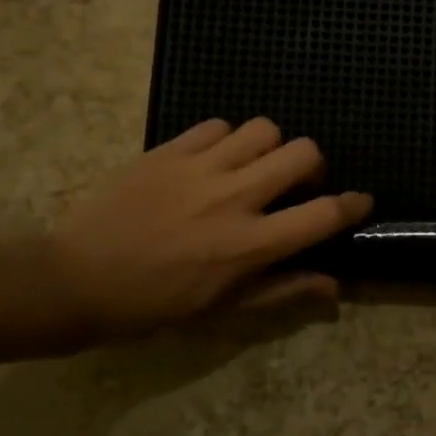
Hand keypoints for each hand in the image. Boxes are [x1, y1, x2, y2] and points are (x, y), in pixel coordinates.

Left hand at [49, 118, 371, 338]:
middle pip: (303, 153)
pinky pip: (217, 125)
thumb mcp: (222, 310)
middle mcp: (234, 197)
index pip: (323, 214)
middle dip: (312, 166)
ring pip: (264, 129)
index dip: (352, 205)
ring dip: (270, 147)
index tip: (359, 201)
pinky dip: (227, 139)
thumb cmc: (154, 305)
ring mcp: (200, 168)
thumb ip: (282, 290)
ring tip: (253, 166)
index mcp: (250, 244)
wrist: (75, 279)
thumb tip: (333, 284)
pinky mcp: (169, 149)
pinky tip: (213, 160)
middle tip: (296, 183)